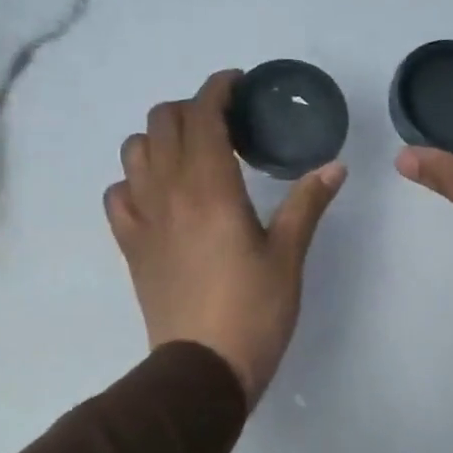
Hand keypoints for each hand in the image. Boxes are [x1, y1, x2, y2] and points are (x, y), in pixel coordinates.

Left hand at [106, 71, 344, 404]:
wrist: (203, 368)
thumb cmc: (255, 311)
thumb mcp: (289, 256)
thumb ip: (307, 204)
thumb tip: (335, 167)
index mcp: (211, 188)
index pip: (203, 115)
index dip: (218, 89)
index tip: (238, 85)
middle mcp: (168, 192)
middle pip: (162, 122)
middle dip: (191, 109)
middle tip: (224, 124)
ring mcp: (142, 218)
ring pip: (134, 151)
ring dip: (160, 139)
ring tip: (192, 155)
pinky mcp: (130, 245)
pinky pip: (118, 193)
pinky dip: (136, 180)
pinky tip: (161, 196)